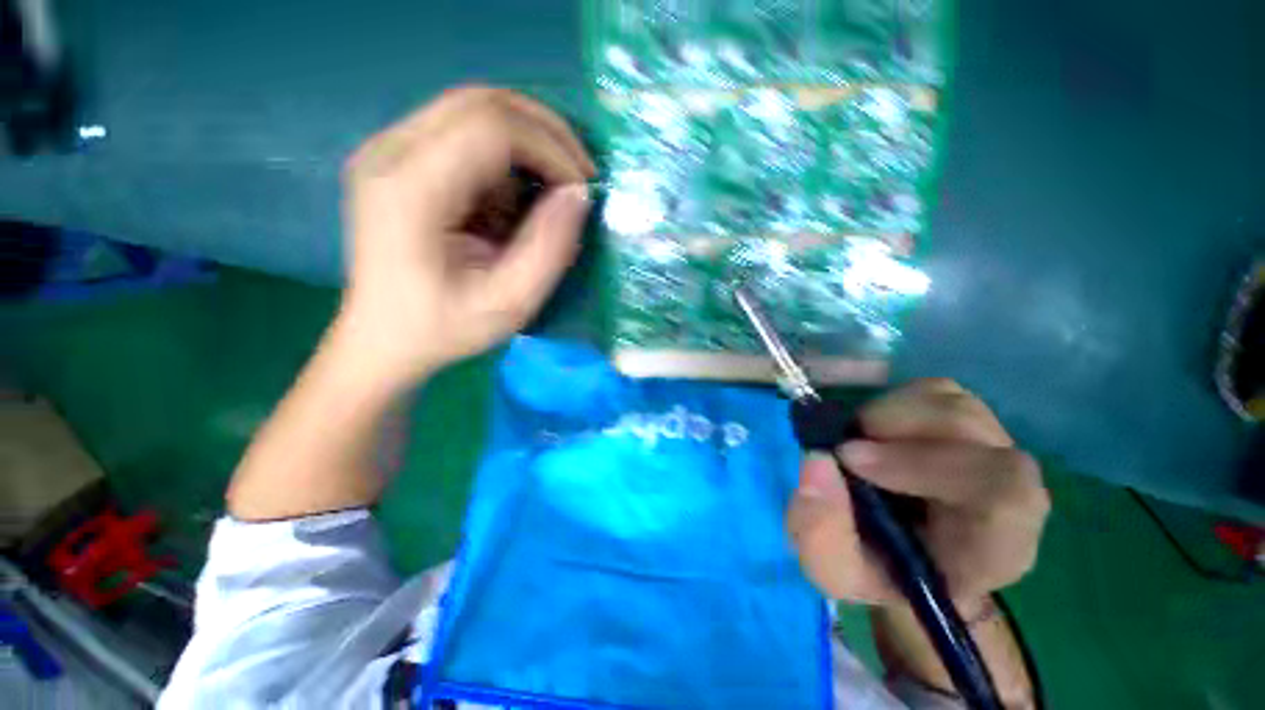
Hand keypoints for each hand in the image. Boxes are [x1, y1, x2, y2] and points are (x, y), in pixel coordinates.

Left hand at [335, 86, 595, 385]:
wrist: (384, 339)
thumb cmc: (444, 328)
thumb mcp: (510, 303)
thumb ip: (549, 248)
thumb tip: (578, 195)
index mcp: (410, 190)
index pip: (491, 127)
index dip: (550, 148)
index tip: (582, 187)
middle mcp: (390, 153)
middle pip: (481, 102)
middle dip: (545, 131)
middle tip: (579, 173)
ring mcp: (389, 150)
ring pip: (475, 110)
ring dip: (527, 143)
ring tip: (550, 190)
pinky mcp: (398, 159)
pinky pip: (464, 133)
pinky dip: (506, 158)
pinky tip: (515, 197)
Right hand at [787, 379, 1048, 606]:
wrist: (895, 555)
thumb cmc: (874, 569)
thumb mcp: (833, 569)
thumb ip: (821, 530)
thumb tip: (818, 459)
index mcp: (994, 547)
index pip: (1005, 493)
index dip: (924, 464)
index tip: (849, 459)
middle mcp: (1007, 492)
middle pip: (976, 434)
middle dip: (897, 431)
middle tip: (844, 448)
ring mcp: (988, 449)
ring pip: (954, 403)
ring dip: (890, 414)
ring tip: (857, 441)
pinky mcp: (964, 422)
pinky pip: (936, 392)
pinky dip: (893, 401)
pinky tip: (871, 430)